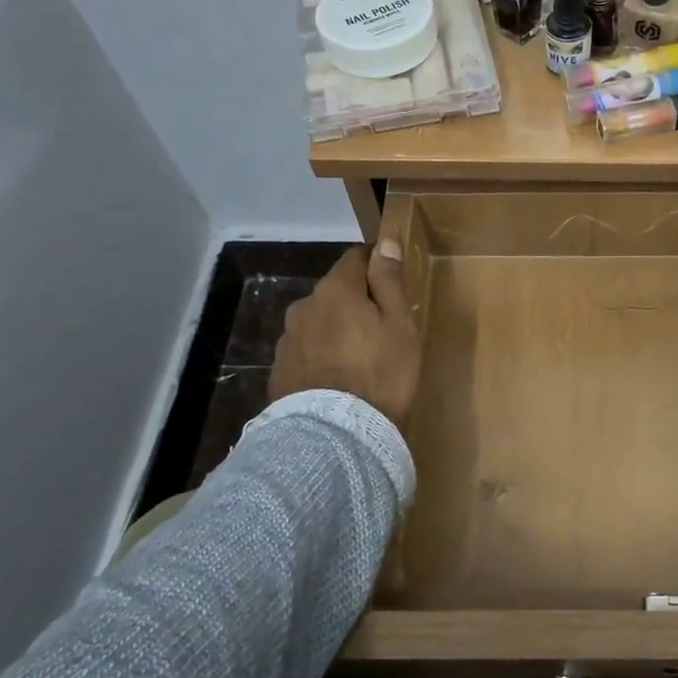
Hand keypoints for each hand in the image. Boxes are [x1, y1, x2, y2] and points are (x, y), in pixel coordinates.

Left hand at [270, 240, 421, 426]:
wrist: (335, 435)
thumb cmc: (380, 373)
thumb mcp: (399, 324)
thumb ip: (389, 280)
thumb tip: (385, 241)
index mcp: (336, 289)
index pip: (356, 257)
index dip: (376, 264)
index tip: (392, 283)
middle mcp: (305, 306)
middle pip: (335, 291)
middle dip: (355, 301)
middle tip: (380, 329)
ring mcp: (287, 339)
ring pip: (318, 321)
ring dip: (335, 329)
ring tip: (357, 359)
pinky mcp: (278, 370)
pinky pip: (306, 350)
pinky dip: (321, 355)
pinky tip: (336, 379)